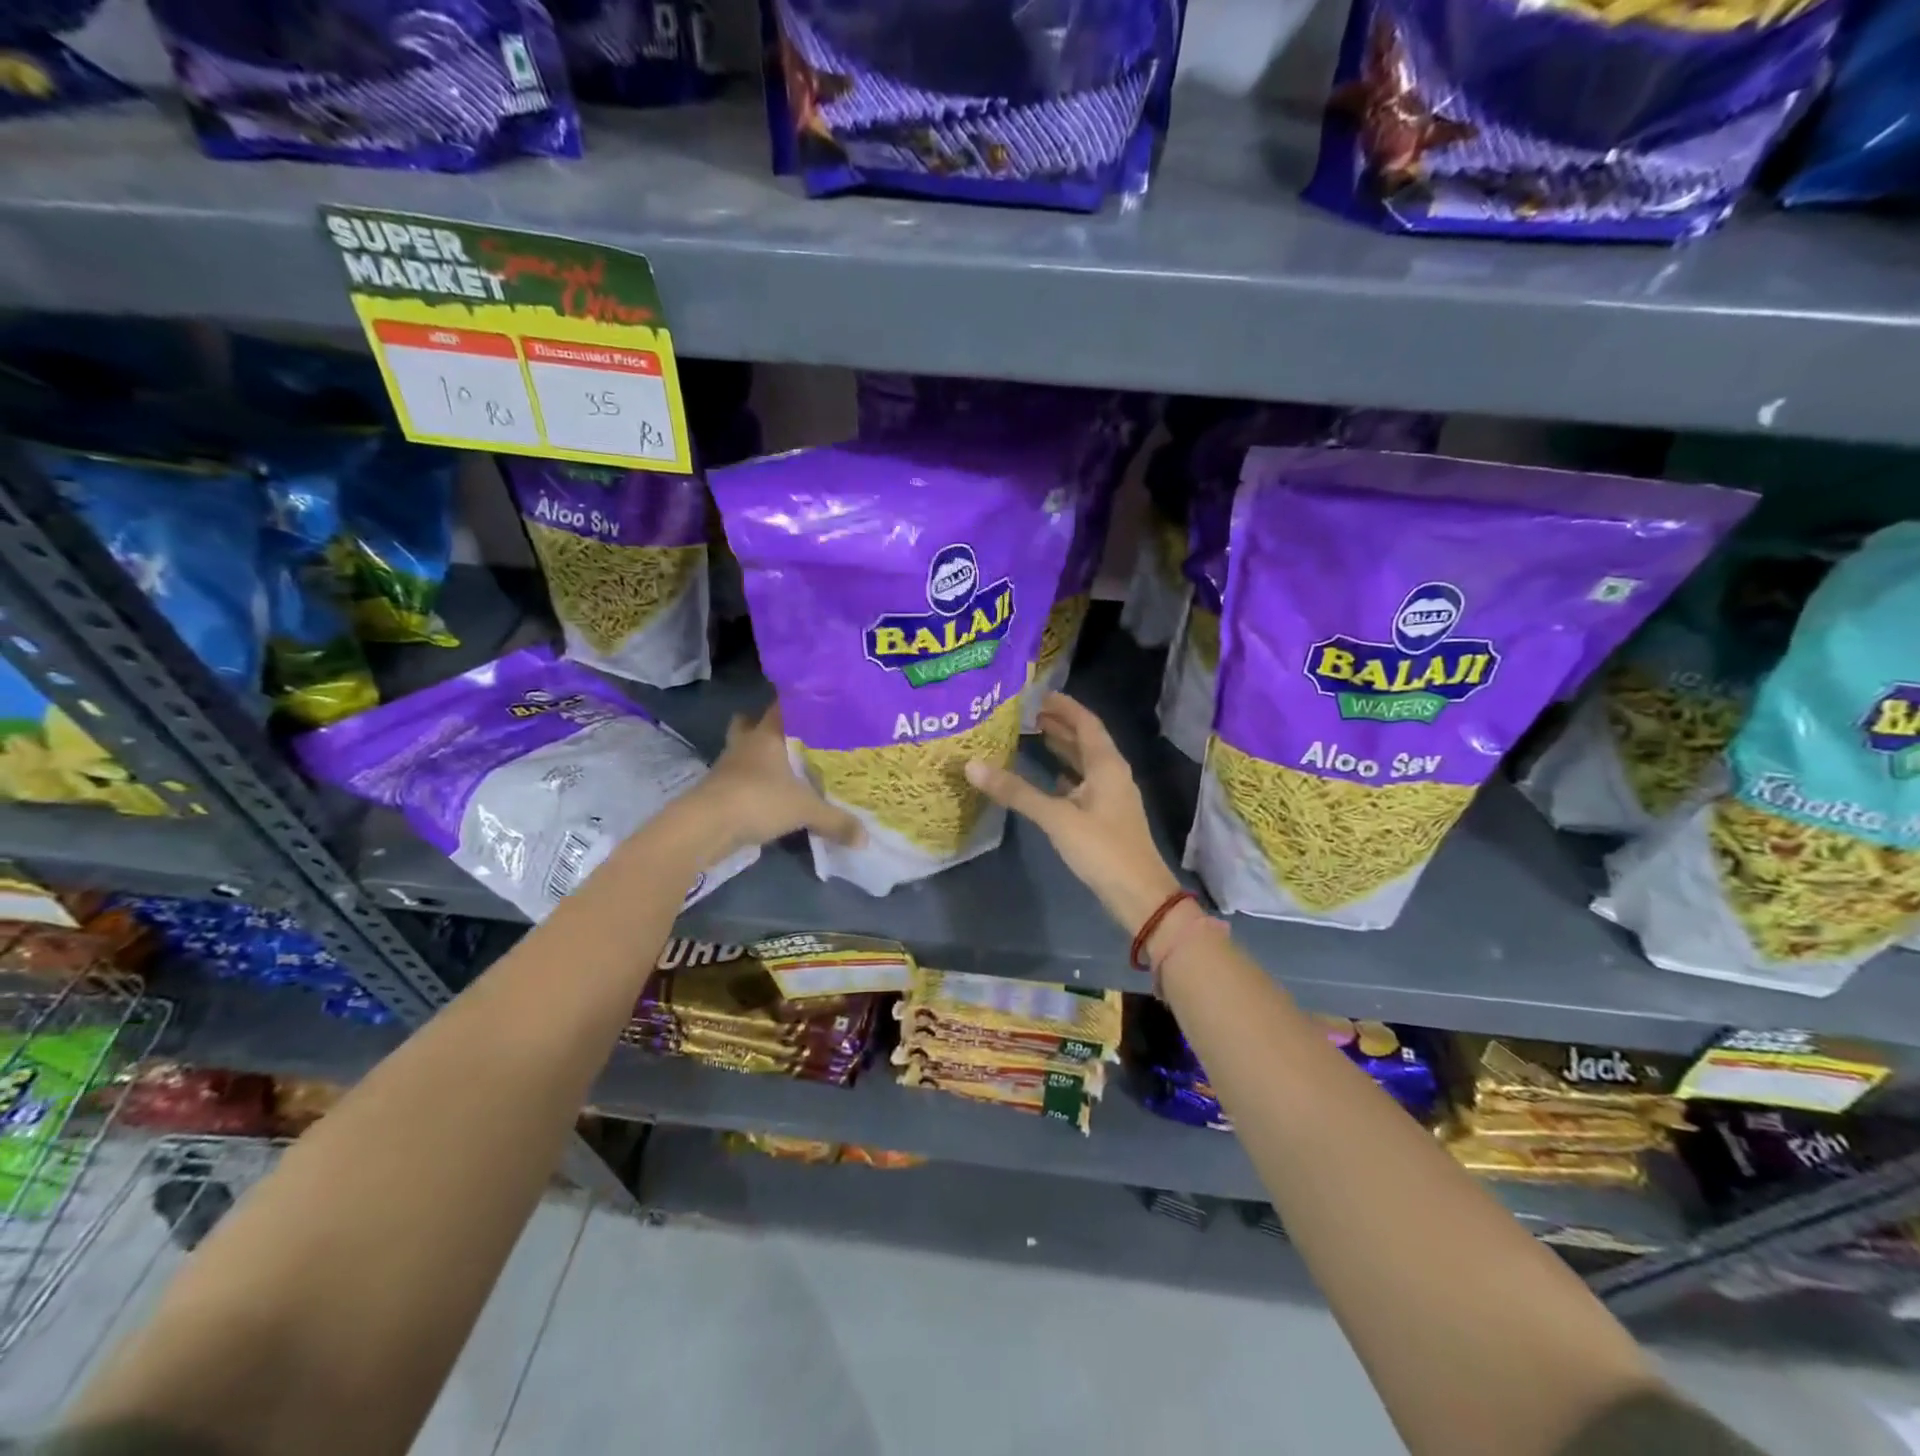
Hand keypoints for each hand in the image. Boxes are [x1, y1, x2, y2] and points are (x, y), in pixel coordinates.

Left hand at [693, 700, 862, 855]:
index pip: (782, 706)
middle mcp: (746, 744)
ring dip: (757, 757)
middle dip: (766, 727)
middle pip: (750, 724)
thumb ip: (836, 821)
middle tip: (792, 736)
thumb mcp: (805, 811)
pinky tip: (769, 795)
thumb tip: (866, 838)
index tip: (815, 702)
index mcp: (767, 735)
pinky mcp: (719, 790)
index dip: (797, 701)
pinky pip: (739, 779)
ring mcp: (728, 767)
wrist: (705, 827)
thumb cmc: (757, 800)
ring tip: (783, 767)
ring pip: (743, 752)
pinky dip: (752, 784)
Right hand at [965, 692, 1179, 934]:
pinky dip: (1065, 774)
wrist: (1139, 894)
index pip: (1085, 722)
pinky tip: (1048, 778)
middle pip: (1085, 739)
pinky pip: (1083, 784)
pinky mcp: (1105, 816)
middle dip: (1059, 723)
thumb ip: (1016, 791)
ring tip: (1032, 735)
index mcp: (1106, 765)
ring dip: (1062, 747)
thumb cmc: (1102, 849)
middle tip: (1025, 712)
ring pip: (1084, 762)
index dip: (1063, 705)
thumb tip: (973, 766)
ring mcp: (1110, 796)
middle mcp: (1112, 774)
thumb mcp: (1057, 818)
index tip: (1036, 693)